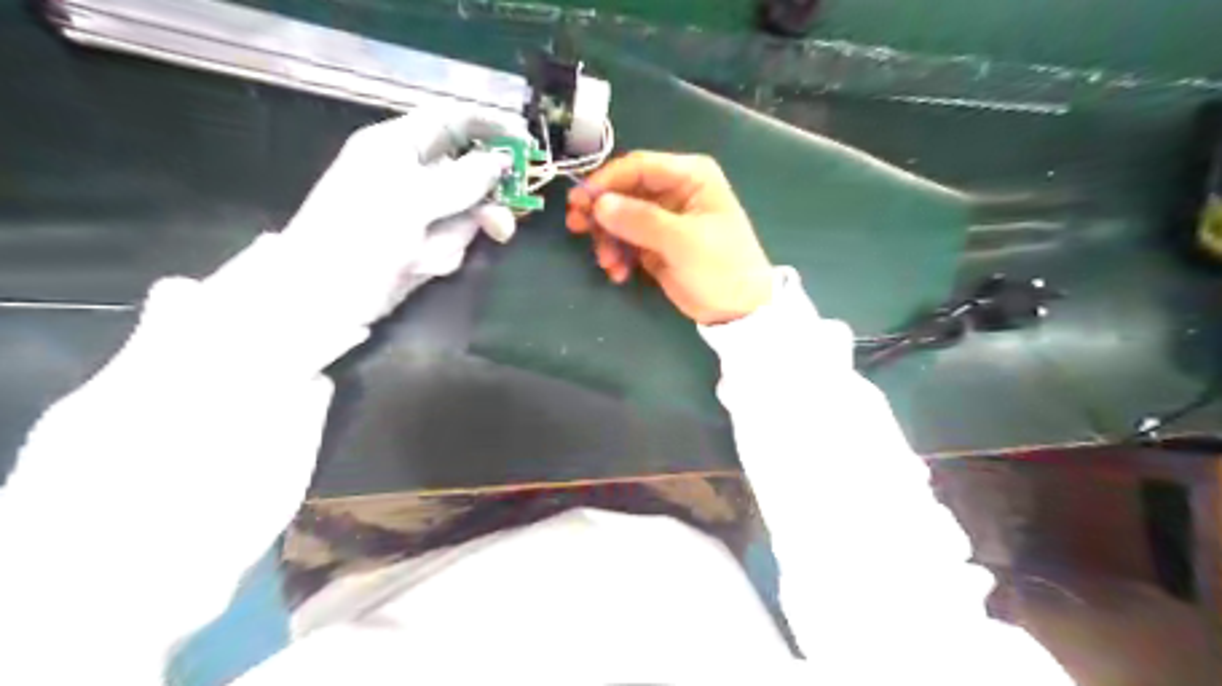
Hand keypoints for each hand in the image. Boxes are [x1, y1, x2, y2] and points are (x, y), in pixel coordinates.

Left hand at [282, 104, 529, 323]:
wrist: (324, 298)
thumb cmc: (359, 235)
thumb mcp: (411, 200)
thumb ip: (462, 180)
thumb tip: (501, 163)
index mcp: (397, 146)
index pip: (452, 120)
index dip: (490, 126)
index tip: (526, 144)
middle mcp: (412, 174)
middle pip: (470, 170)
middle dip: (487, 195)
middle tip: (509, 213)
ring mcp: (420, 212)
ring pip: (469, 212)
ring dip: (457, 234)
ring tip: (427, 253)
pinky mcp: (424, 243)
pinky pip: (456, 241)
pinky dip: (444, 254)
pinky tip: (418, 265)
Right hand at [565, 152, 771, 323]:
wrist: (737, 310)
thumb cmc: (721, 266)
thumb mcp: (683, 241)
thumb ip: (640, 220)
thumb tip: (599, 204)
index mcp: (689, 177)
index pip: (638, 167)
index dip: (606, 181)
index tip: (580, 201)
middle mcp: (673, 192)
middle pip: (624, 191)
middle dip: (601, 212)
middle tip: (576, 228)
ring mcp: (663, 219)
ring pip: (620, 218)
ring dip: (608, 239)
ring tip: (609, 264)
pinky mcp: (655, 244)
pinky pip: (625, 242)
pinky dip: (618, 255)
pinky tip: (619, 274)